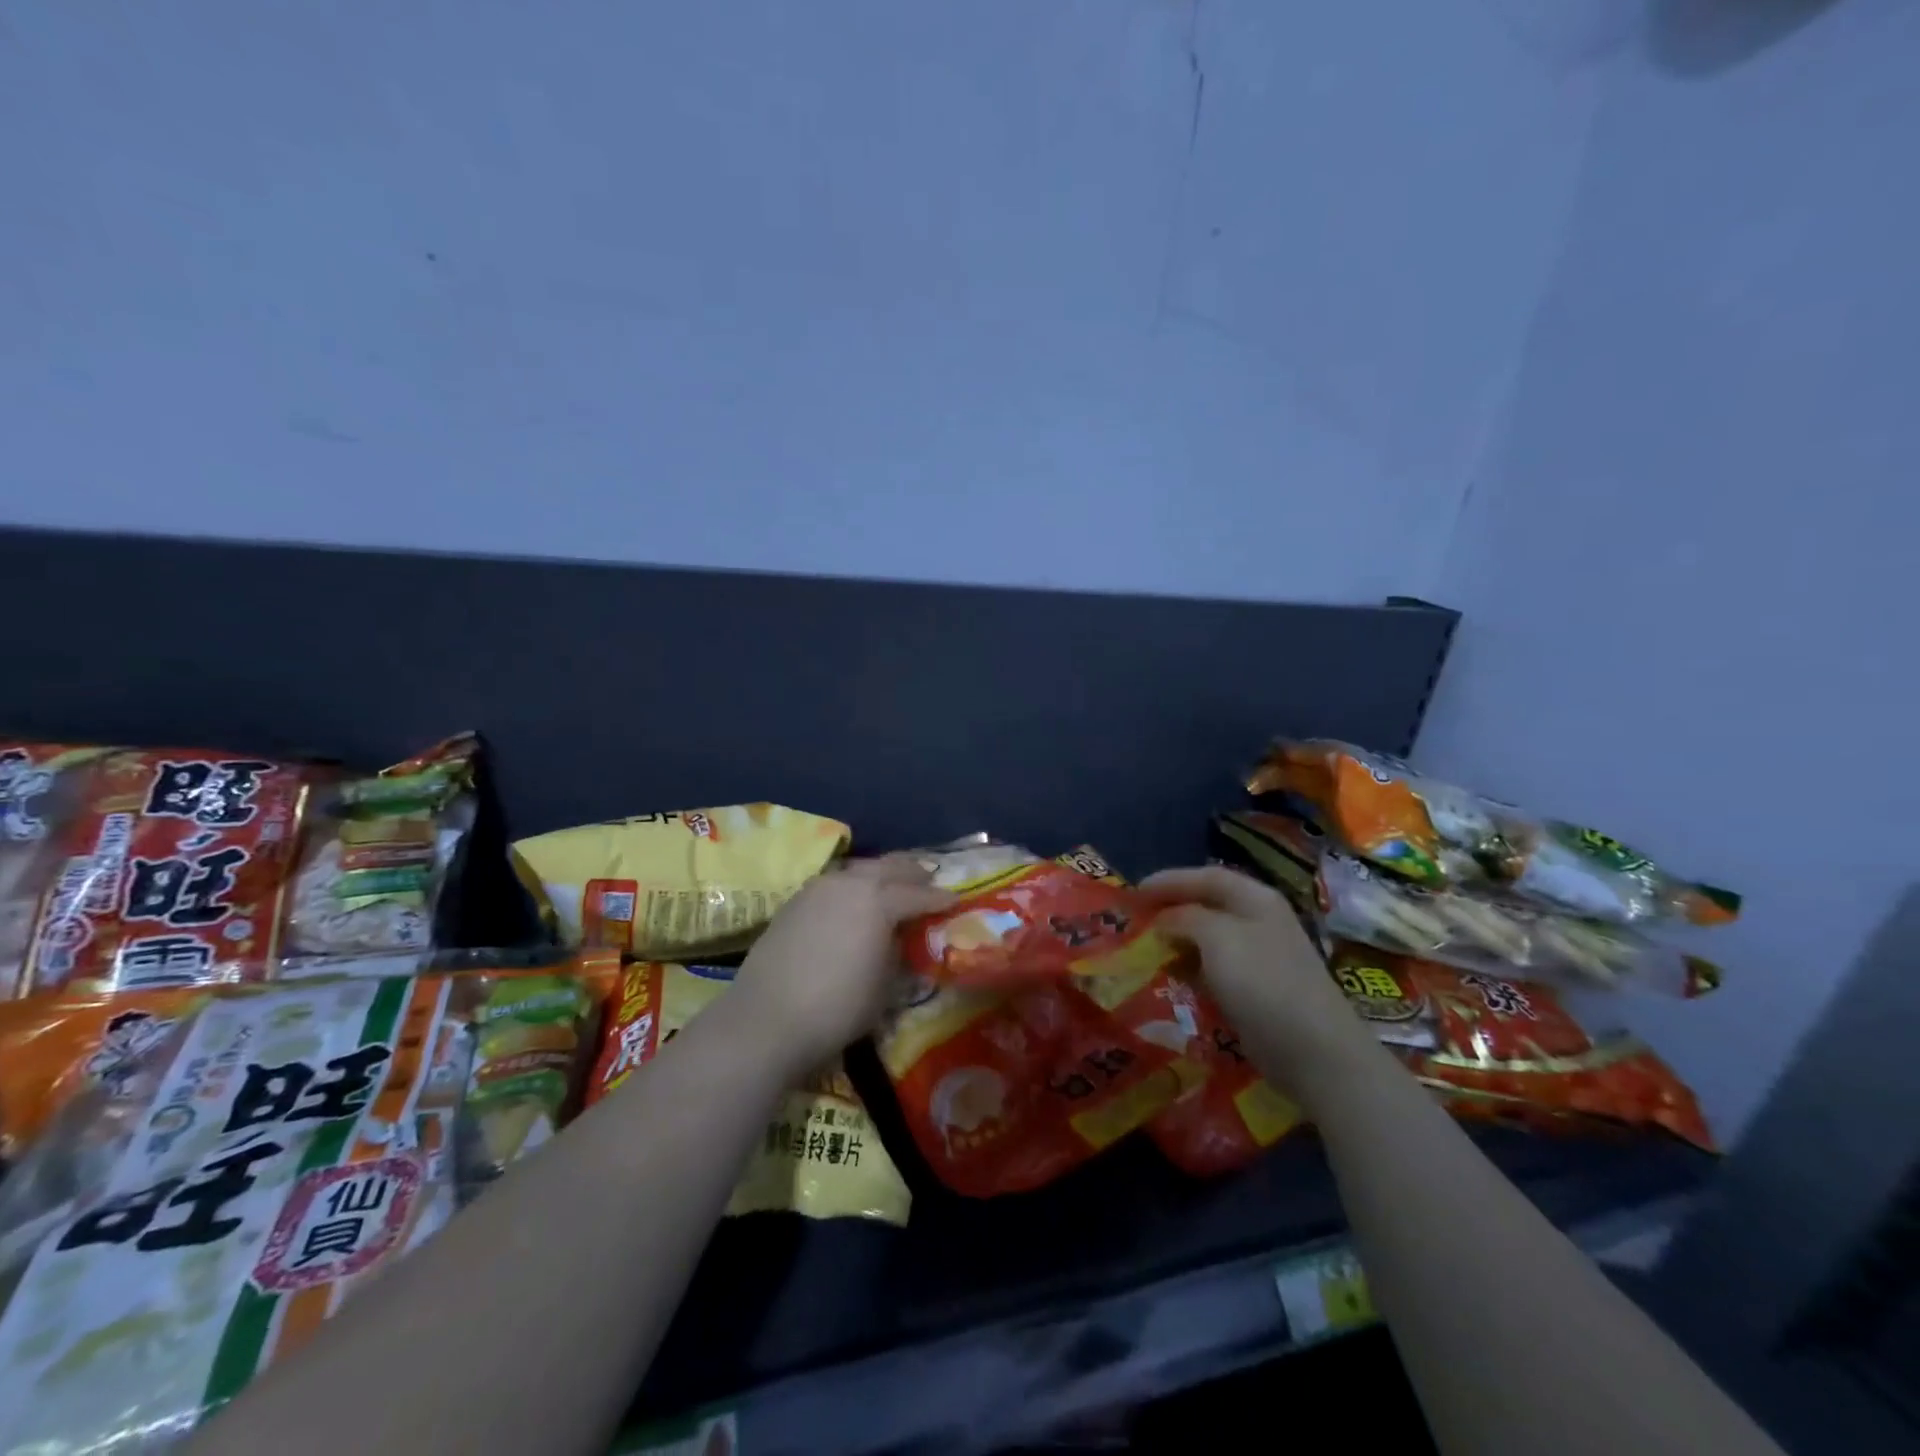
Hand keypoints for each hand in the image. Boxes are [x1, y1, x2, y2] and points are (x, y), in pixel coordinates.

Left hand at [730, 854, 954, 1074]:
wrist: (767, 1018)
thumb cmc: (837, 1007)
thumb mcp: (884, 986)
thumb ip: (897, 953)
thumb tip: (899, 939)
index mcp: (878, 901)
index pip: (917, 894)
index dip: (939, 898)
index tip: (955, 900)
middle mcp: (849, 883)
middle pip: (888, 867)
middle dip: (912, 872)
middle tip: (928, 879)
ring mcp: (818, 888)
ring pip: (858, 869)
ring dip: (880, 873)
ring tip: (892, 883)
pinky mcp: (795, 901)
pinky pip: (835, 882)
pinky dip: (852, 884)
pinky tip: (853, 899)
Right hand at [1141, 865, 1384, 1102]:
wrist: (1313, 1051)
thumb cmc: (1263, 981)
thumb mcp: (1216, 937)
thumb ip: (1184, 918)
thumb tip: (1163, 919)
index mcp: (1256, 899)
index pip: (1206, 877)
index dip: (1169, 880)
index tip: (1133, 893)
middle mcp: (1259, 921)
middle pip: (1208, 905)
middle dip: (1171, 910)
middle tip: (1136, 921)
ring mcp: (1261, 958)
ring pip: (1209, 939)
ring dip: (1178, 942)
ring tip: (1147, 949)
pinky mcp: (1257, 991)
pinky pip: (1215, 970)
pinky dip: (1191, 970)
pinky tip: (1173, 979)